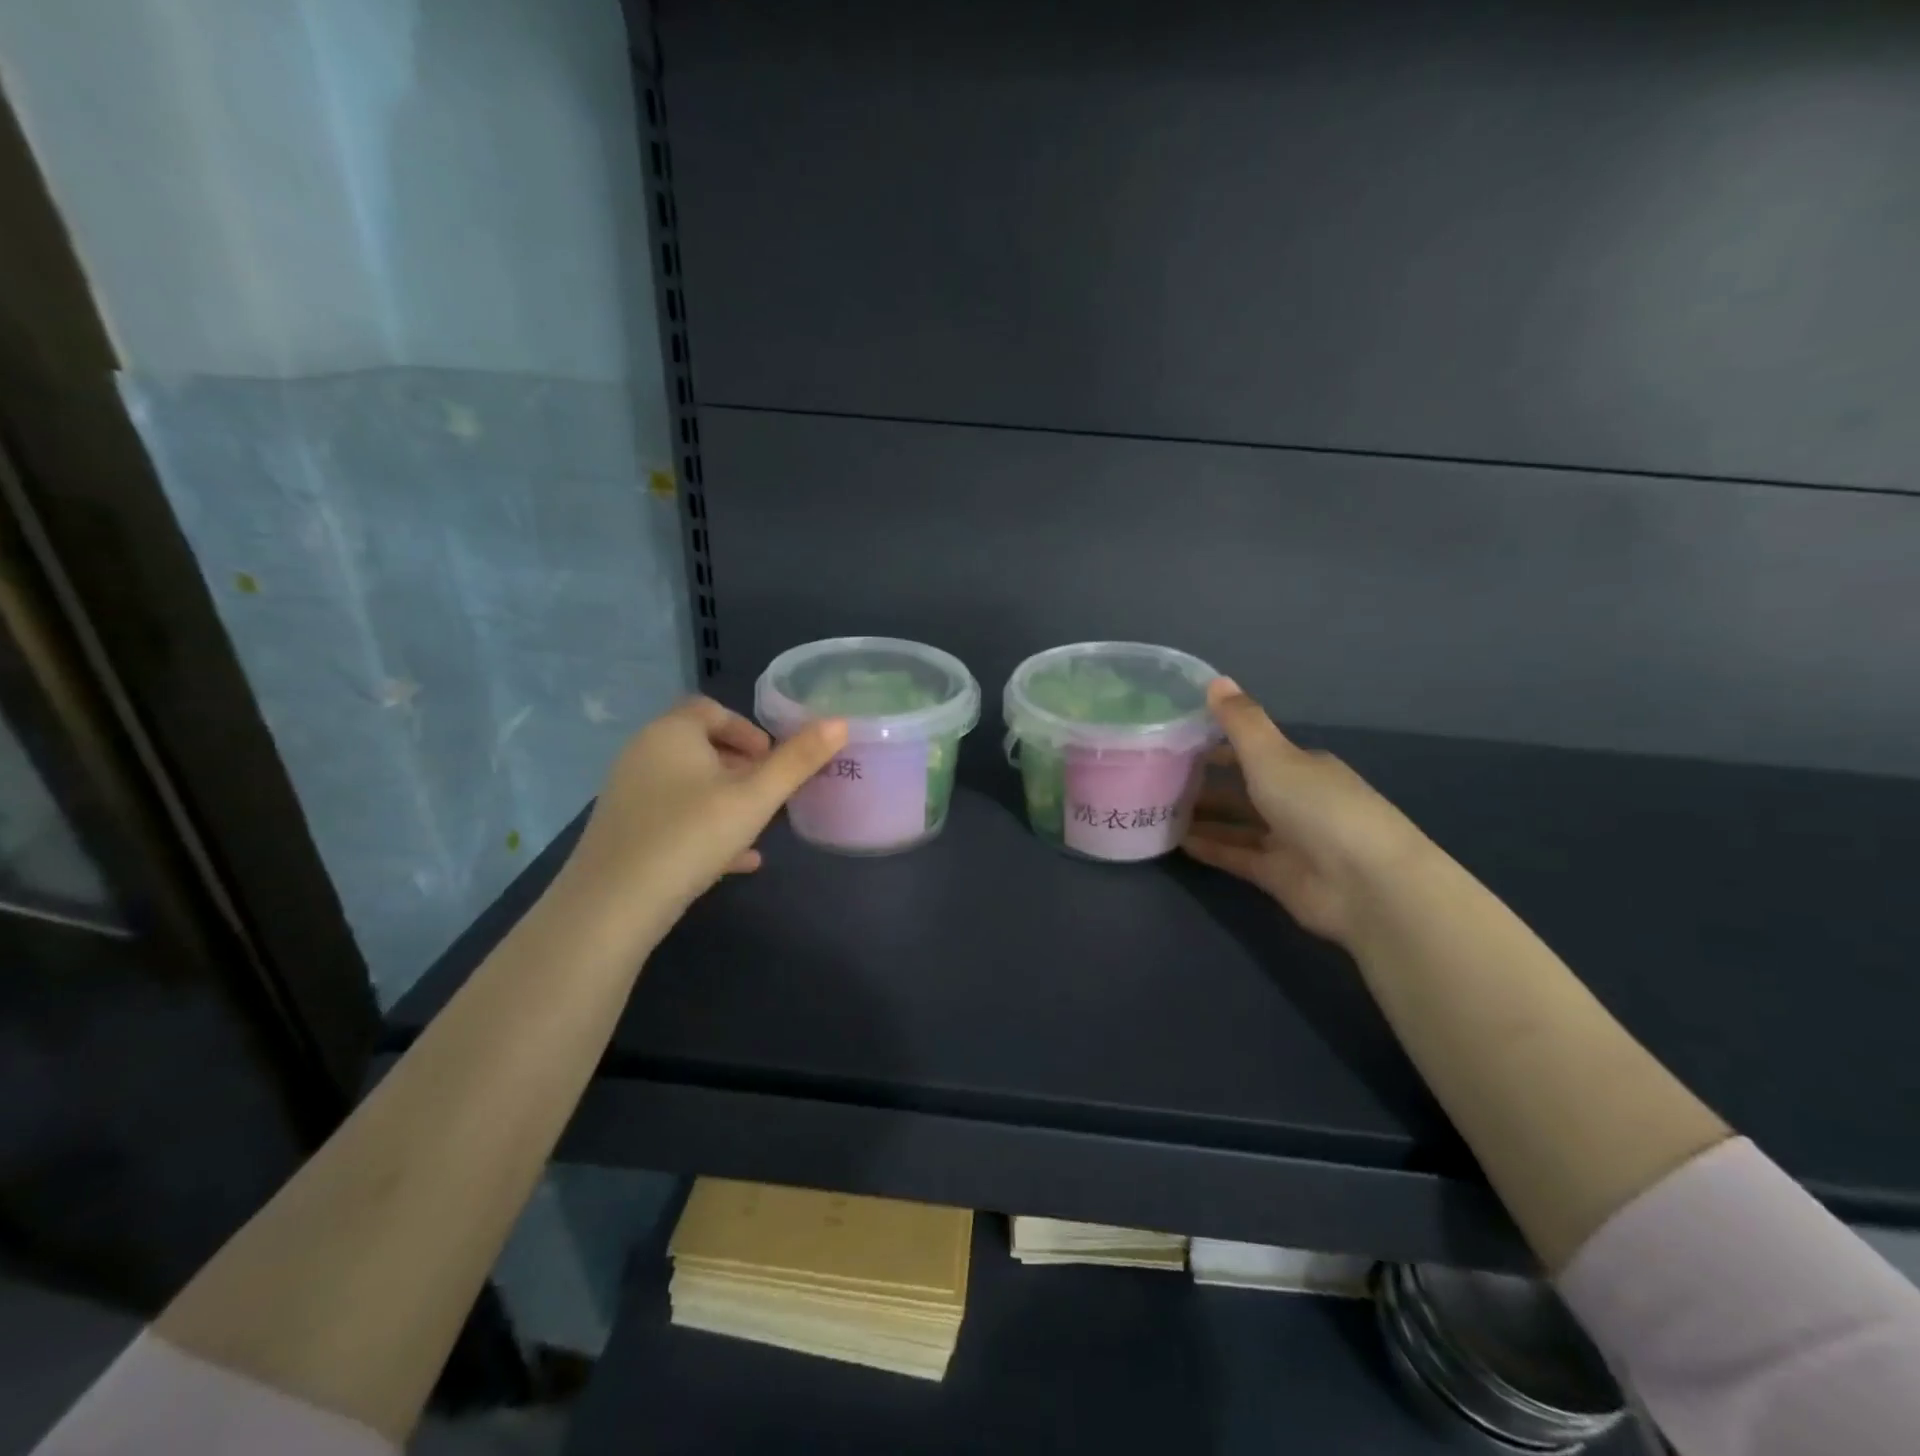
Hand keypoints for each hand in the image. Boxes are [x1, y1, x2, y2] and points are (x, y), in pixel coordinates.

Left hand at [561, 696, 846, 942]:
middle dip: (740, 766)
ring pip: (687, 785)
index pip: (710, 709)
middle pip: (699, 746)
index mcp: (671, 733)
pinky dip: (704, 828)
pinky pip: (672, 819)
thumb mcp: (755, 798)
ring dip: (725, 798)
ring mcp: (629, 794)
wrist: (613, 906)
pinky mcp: (625, 831)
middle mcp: (643, 754)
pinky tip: (738, 861)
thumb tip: (840, 723)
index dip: (746, 729)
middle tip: (769, 792)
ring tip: (757, 824)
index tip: (771, 759)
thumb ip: (798, 760)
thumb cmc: (691, 835)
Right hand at [1182, 679, 1427, 944]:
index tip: (1175, 742)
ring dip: (1202, 817)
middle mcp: (1296, 799)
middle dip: (1204, 782)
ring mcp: (1287, 840)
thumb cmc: (1317, 806)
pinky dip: (1209, 848)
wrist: (1364, 884)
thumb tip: (1215, 679)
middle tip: (1156, 777)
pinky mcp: (1277, 875)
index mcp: (1301, 766)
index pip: (1254, 750)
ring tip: (1156, 809)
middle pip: (1243, 787)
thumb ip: (1240, 722)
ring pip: (1236, 823)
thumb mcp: (1273, 755)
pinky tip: (1175, 842)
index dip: (1217, 744)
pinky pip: (1236, 856)